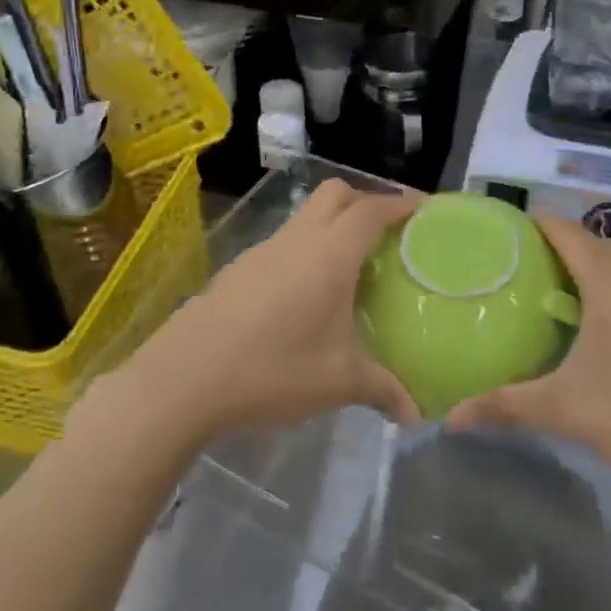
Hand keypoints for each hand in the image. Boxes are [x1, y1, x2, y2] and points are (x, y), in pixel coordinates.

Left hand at [122, 180, 423, 440]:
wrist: (184, 376)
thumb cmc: (271, 370)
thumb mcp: (336, 382)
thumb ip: (382, 390)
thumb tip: (417, 416)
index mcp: (329, 255)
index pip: (371, 210)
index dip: (401, 202)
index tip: (426, 208)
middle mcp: (297, 240)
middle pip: (336, 194)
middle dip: (366, 201)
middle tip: (389, 234)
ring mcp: (263, 250)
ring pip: (306, 216)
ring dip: (333, 225)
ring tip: (353, 266)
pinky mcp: (240, 267)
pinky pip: (284, 241)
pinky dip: (306, 248)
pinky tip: (307, 294)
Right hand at [446, 216, 610, 512]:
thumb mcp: (566, 411)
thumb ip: (505, 407)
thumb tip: (449, 417)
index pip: (569, 233)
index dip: (538, 223)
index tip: (507, 227)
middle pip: (600, 246)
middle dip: (563, 246)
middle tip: (525, 266)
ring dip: (596, 273)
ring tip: (560, 296)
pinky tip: (607, 337)